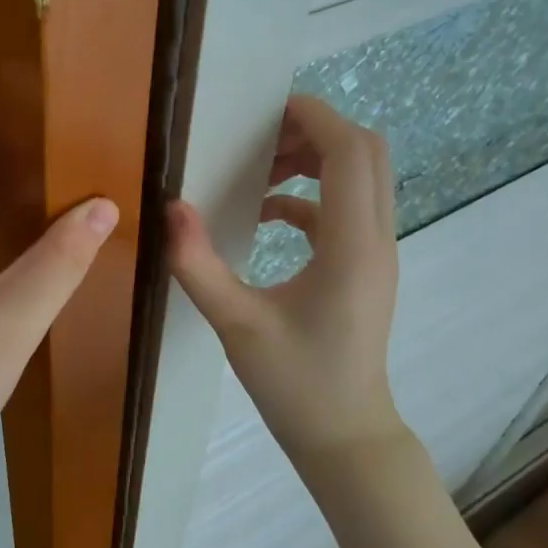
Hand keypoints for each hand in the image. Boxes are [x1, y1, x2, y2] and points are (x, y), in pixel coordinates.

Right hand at [168, 95, 409, 469]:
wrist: (345, 437)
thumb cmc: (295, 384)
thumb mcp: (235, 324)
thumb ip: (197, 264)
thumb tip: (170, 206)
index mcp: (352, 246)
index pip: (349, 152)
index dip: (313, 116)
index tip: (266, 110)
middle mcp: (376, 239)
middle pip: (367, 152)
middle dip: (316, 130)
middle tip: (261, 138)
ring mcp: (376, 254)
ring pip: (362, 178)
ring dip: (316, 160)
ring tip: (260, 169)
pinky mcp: (366, 268)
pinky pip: (346, 210)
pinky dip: (311, 196)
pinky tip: (267, 214)